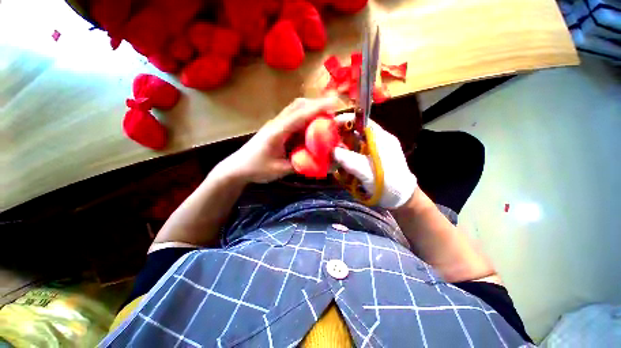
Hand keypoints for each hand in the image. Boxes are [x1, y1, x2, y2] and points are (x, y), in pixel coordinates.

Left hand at [215, 97, 338, 183]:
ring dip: (311, 109)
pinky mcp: (276, 128)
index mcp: (278, 131)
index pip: (300, 115)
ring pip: (296, 109)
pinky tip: (312, 126)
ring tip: (326, 116)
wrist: (237, 168)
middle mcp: (277, 123)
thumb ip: (300, 165)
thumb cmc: (256, 169)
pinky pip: (293, 118)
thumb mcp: (280, 170)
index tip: (335, 103)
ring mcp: (276, 124)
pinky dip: (305, 118)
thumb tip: (319, 162)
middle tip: (333, 111)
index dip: (318, 108)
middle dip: (317, 104)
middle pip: (298, 105)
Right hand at [333, 114, 416, 208]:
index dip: (347, 120)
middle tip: (328, 145)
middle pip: (356, 132)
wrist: (402, 199)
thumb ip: (350, 160)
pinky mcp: (371, 160)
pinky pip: (356, 154)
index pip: (362, 121)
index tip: (331, 126)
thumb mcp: (368, 172)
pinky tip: (341, 165)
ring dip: (343, 149)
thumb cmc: (388, 184)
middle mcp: (378, 141)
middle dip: (341, 137)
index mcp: (381, 138)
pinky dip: (347, 157)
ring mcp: (374, 151)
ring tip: (332, 157)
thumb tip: (333, 151)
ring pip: (354, 143)